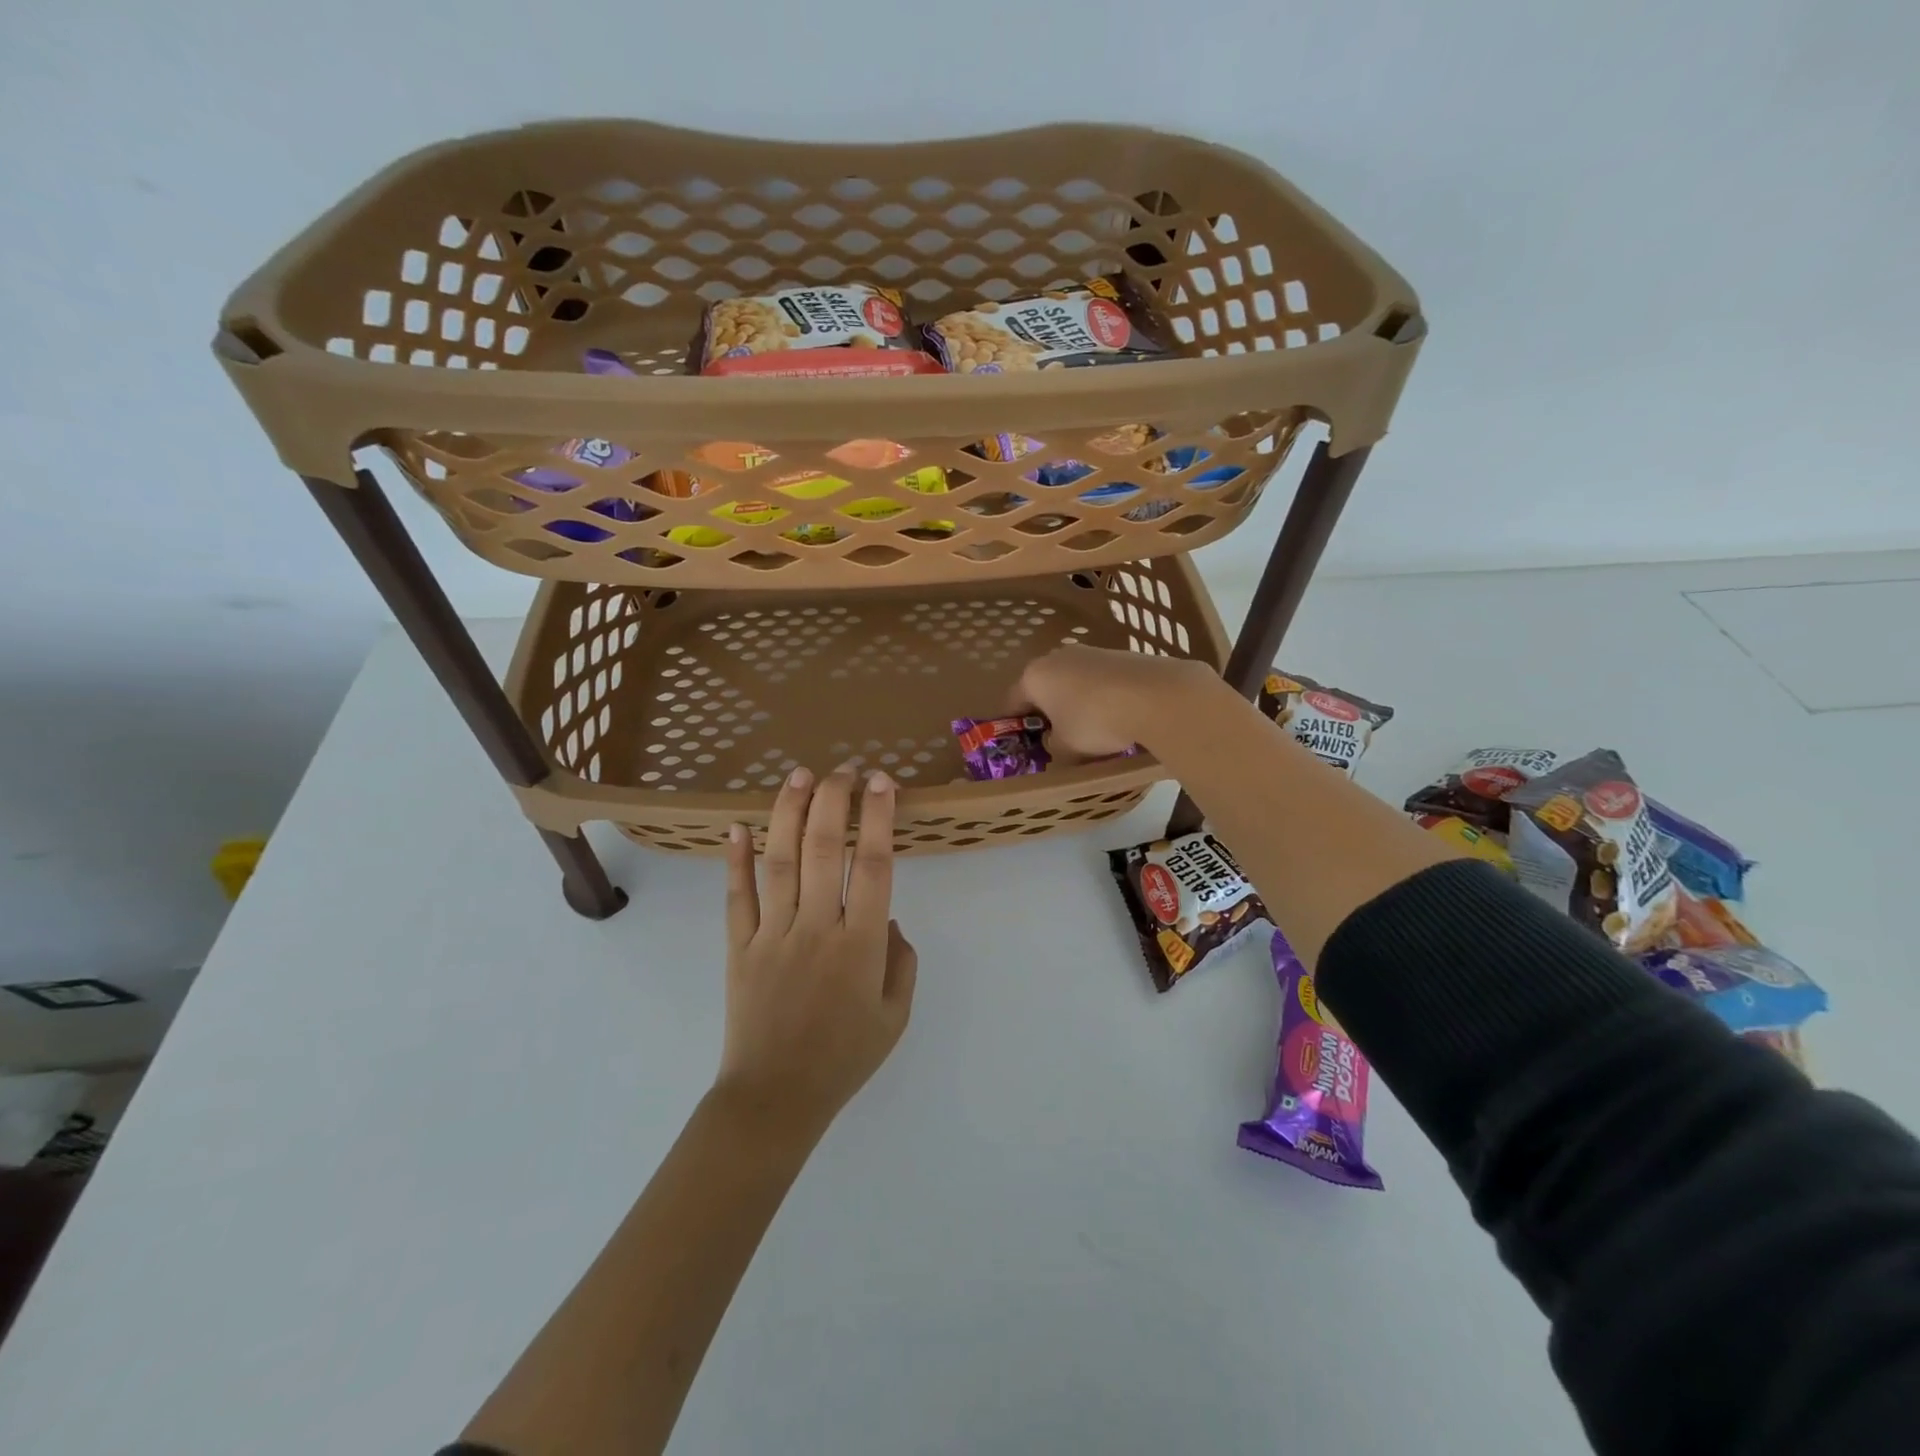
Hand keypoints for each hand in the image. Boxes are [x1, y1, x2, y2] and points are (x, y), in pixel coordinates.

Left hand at [718, 765, 916, 1139]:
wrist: (775, 1099)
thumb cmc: (844, 1058)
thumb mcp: (895, 1016)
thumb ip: (901, 961)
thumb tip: (887, 919)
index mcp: (860, 945)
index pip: (873, 865)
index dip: (878, 818)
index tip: (882, 783)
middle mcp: (816, 928)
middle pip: (824, 849)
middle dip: (834, 800)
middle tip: (843, 769)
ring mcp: (772, 935)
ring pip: (780, 862)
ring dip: (789, 813)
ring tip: (799, 775)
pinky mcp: (739, 948)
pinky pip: (737, 897)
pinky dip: (735, 861)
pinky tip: (736, 828)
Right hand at [1009, 645, 1219, 758]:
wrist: (1155, 695)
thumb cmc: (1095, 722)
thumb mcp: (1066, 749)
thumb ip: (1053, 749)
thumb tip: (1056, 744)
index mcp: (1034, 676)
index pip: (1012, 702)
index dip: (1014, 726)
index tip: (1021, 745)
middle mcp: (1057, 657)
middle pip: (1044, 688)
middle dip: (1047, 713)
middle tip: (1056, 740)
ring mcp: (1091, 652)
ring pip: (1073, 683)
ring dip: (1075, 705)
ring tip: (1090, 732)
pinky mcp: (1120, 655)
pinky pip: (1100, 682)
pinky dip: (1101, 698)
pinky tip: (1116, 718)